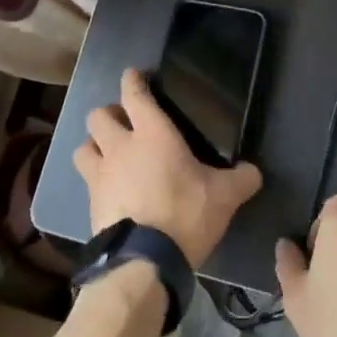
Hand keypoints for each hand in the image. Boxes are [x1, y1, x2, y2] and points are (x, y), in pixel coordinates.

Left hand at [72, 68, 262, 268]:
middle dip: (109, 114)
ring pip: (83, 146)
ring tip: (109, 155)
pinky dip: (95, 180)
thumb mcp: (224, 197)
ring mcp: (100, 176)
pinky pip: (86, 181)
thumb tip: (254, 172)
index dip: (132, 81)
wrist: (144, 261)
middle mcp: (120, 147)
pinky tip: (110, 190)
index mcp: (152, 134)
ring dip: (94, 145)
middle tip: (125, 124)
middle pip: (98, 116)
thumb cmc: (184, 214)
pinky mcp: (90, 204)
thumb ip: (241, 180)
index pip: (135, 95)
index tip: (134, 75)